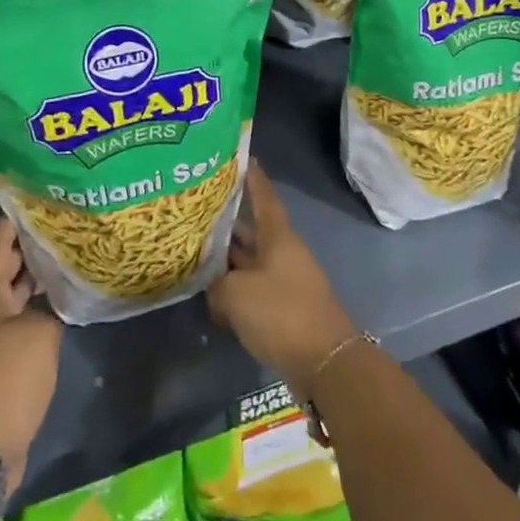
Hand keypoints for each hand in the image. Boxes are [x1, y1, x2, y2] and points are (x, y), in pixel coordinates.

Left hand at [0, 219, 62, 495]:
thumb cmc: (8, 376)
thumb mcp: (40, 332)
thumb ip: (53, 307)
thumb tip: (57, 298)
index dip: (13, 221)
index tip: (32, 198)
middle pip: (8, 269)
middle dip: (32, 247)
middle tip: (64, 224)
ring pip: (17, 296)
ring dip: (39, 280)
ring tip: (71, 257)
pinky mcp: (2, 363)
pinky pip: (23, 323)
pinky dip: (42, 309)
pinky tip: (67, 305)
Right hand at [207, 161, 358, 399]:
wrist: (323, 362)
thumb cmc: (281, 314)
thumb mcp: (237, 294)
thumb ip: (217, 284)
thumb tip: (214, 285)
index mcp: (278, 237)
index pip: (264, 197)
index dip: (252, 178)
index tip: (240, 158)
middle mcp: (283, 252)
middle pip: (252, 230)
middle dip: (227, 221)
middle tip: (197, 211)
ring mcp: (286, 280)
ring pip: (250, 260)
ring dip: (227, 258)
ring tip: (195, 251)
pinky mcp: (284, 308)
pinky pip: (254, 288)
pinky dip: (235, 288)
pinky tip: (211, 295)